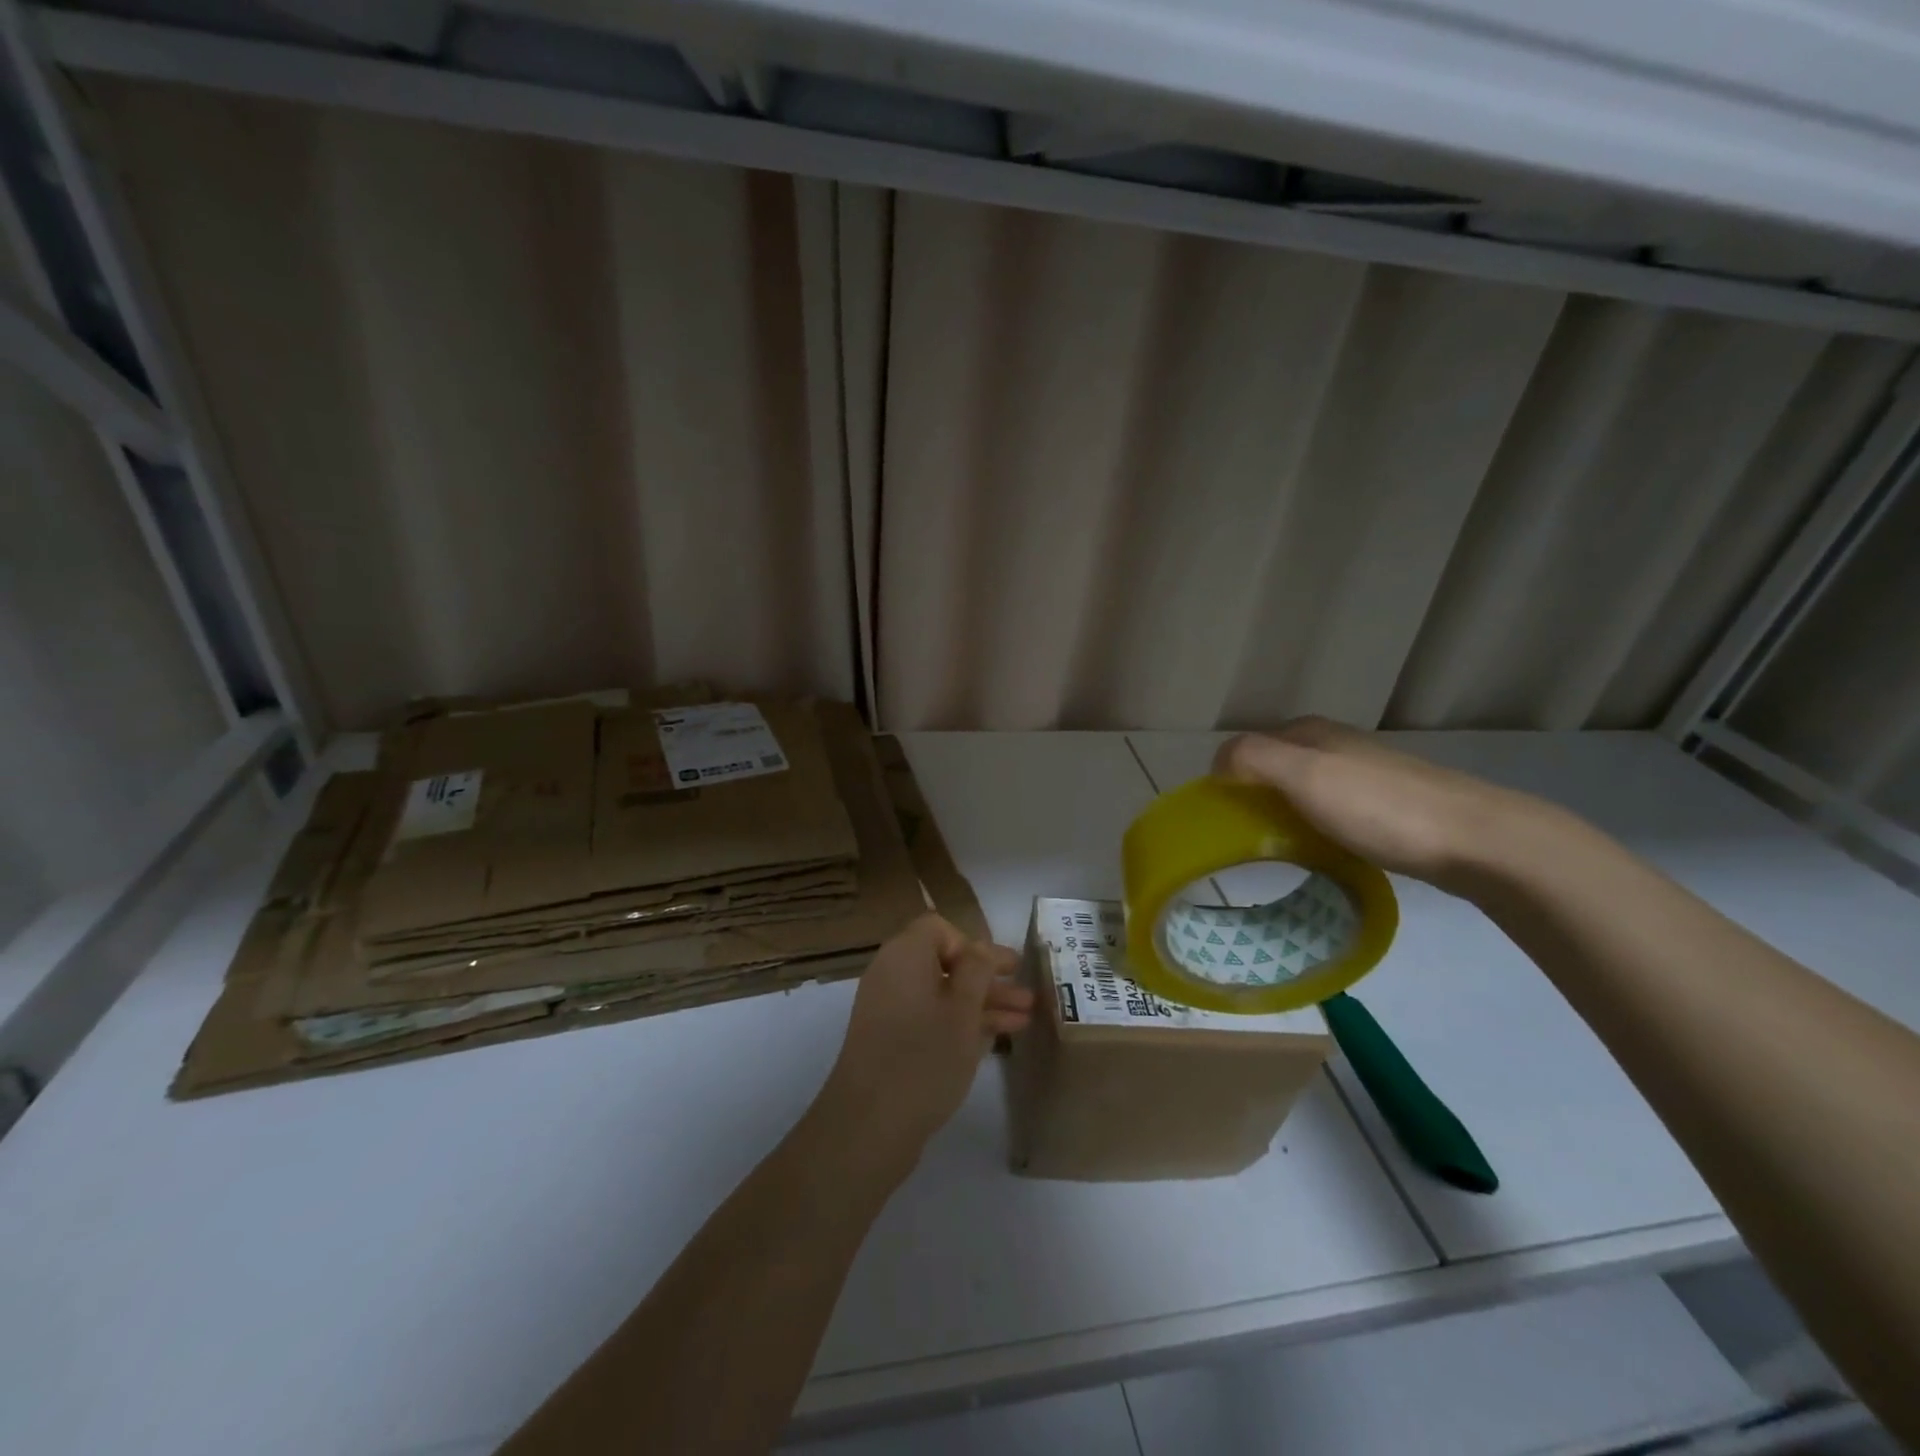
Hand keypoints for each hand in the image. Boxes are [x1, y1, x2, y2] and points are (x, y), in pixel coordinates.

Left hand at [815, 915, 1031, 1169]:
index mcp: (904, 955)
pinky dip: (961, 1023)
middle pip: (945, 962)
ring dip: (982, 1003)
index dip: (972, 944)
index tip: (999, 970)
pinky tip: (996, 1038)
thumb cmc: (924, 1058)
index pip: (939, 928)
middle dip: (987, 978)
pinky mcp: (891, 1042)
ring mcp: (889, 1010)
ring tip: (1026, 1018)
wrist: (868, 1126)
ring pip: (942, 995)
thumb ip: (977, 970)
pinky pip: (931, 1019)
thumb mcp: (962, 1011)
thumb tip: (980, 946)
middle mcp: (892, 975)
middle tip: (1026, 994)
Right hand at [1214, 717, 1541, 892]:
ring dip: (1282, 814)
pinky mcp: (1386, 804)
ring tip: (1276, 850)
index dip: (1225, 781)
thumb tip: (1218, 764)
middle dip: (1252, 799)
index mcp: (1308, 733)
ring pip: (1301, 790)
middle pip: (1273, 769)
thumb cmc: (1378, 807)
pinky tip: (1320, 850)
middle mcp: (1333, 744)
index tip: (1217, 823)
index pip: (1244, 748)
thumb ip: (1252, 759)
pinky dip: (1312, 826)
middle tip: (1243, 841)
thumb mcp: (1304, 774)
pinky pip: (1329, 810)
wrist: (1475, 839)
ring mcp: (1363, 773)